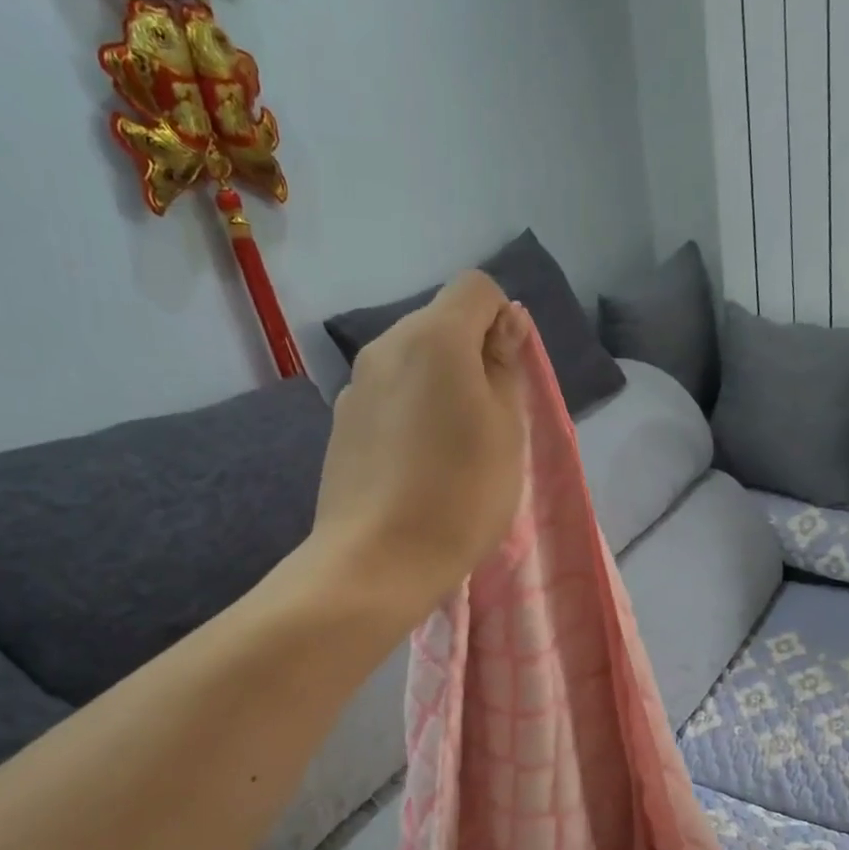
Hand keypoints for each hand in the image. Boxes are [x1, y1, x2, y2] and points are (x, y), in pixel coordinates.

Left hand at [309, 270, 527, 621]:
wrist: (376, 561)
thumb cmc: (460, 495)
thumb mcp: (507, 431)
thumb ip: (505, 367)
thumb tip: (505, 323)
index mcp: (434, 338)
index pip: (476, 288)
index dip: (503, 320)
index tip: (507, 376)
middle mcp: (386, 346)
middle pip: (439, 324)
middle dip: (469, 356)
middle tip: (484, 423)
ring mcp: (356, 385)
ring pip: (411, 363)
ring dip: (437, 387)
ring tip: (447, 451)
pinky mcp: (340, 423)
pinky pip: (387, 397)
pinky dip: (407, 412)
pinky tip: (412, 467)